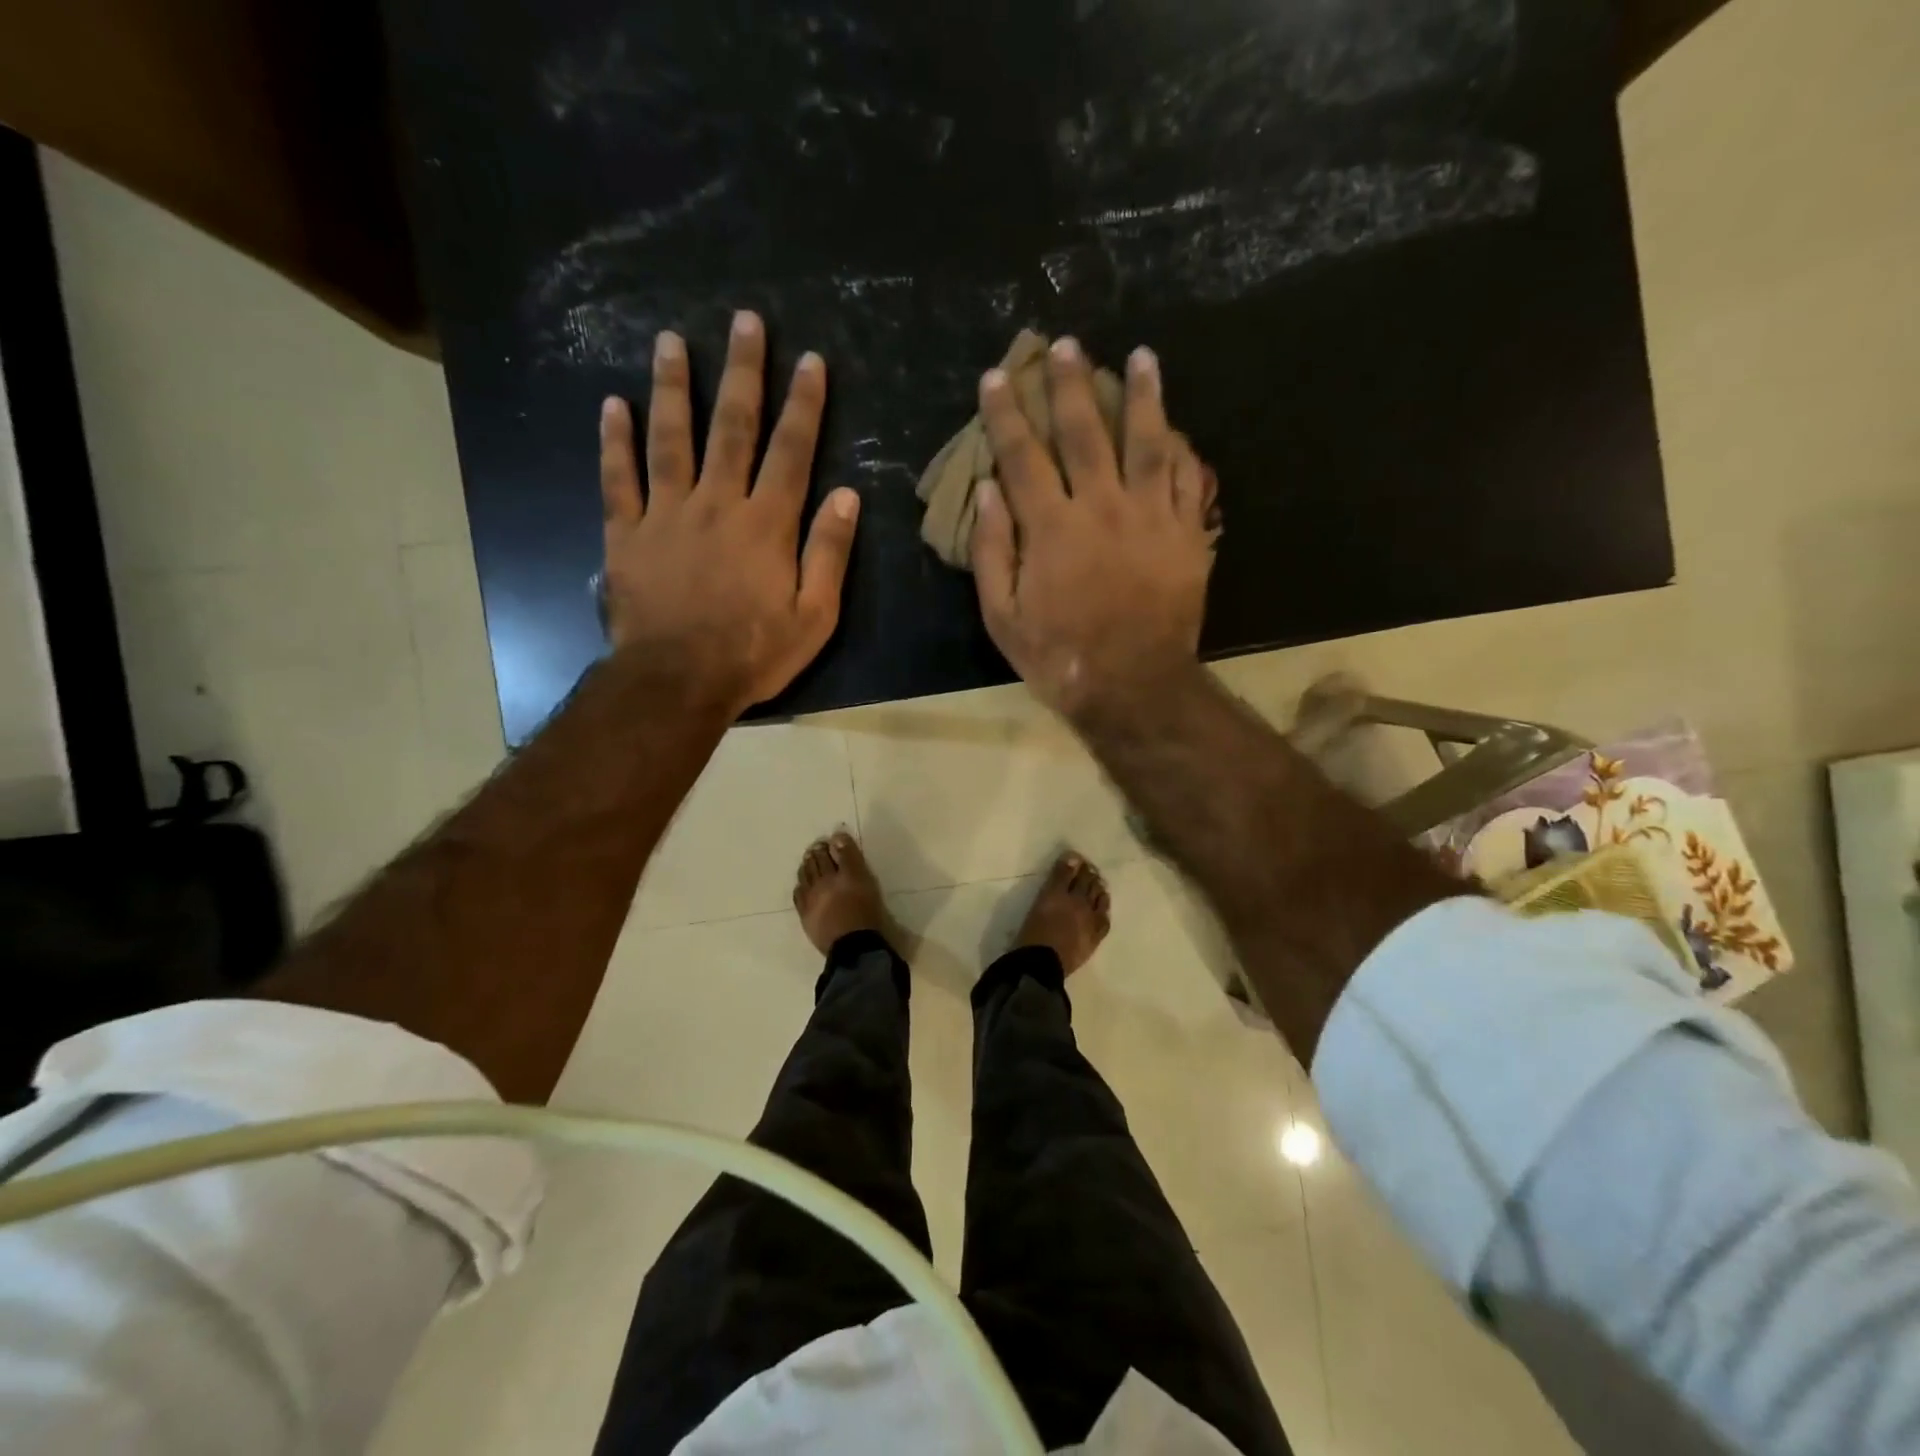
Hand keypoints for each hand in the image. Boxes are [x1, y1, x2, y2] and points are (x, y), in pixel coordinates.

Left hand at [599, 311, 859, 714]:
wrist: (677, 681)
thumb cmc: (754, 653)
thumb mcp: (814, 615)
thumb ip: (829, 553)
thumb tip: (847, 495)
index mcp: (767, 524)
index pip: (791, 451)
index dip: (803, 404)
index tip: (809, 360)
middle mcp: (717, 504)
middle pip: (732, 428)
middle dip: (742, 372)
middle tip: (744, 321)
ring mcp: (667, 514)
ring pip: (670, 439)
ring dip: (673, 387)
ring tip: (671, 340)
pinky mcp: (627, 534)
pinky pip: (619, 479)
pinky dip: (615, 442)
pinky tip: (613, 405)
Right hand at [971, 339, 1216, 720]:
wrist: (1133, 686)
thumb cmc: (1059, 656)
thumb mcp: (1002, 616)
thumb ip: (991, 551)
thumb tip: (988, 492)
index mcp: (1052, 527)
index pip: (1022, 456)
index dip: (1006, 414)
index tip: (997, 378)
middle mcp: (1102, 507)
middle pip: (1085, 431)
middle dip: (1071, 384)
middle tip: (1066, 345)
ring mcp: (1151, 517)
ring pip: (1148, 440)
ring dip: (1143, 394)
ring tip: (1141, 355)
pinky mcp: (1187, 534)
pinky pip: (1188, 479)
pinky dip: (1182, 448)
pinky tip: (1178, 426)